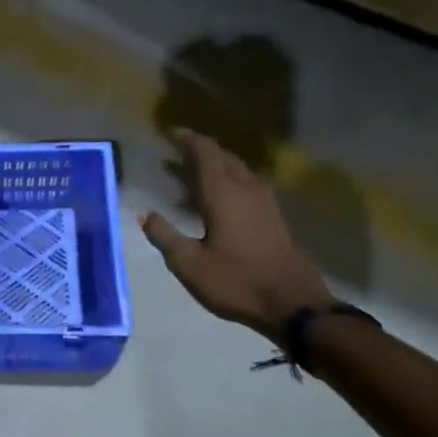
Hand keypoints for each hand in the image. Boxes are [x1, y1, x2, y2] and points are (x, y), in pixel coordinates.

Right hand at [141, 129, 330, 333]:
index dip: (187, 139)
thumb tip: (145, 215)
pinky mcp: (273, 215)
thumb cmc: (236, 281)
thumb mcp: (189, 264)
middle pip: (222, 156)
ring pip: (236, 170)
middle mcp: (245, 187)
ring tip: (189, 174)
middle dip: (198, 150)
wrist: (293, 303)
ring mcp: (264, 201)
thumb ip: (164, 235)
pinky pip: (245, 184)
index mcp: (223, 192)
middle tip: (174, 153)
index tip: (169, 133)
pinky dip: (226, 181)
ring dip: (213, 166)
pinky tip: (215, 199)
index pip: (205, 151)